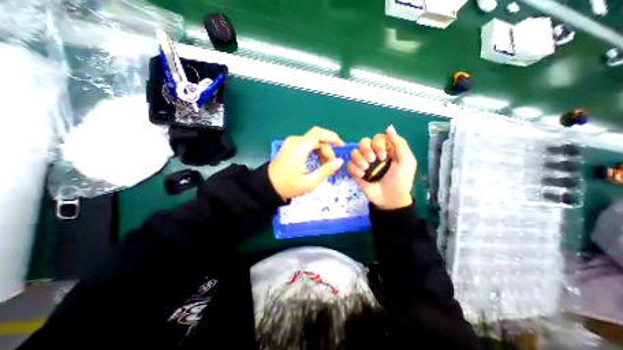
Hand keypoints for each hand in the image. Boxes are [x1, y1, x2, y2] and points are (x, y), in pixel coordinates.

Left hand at [267, 127, 345, 199]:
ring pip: (313, 141)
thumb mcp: (309, 182)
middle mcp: (295, 141)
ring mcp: (292, 142)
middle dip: (328, 149)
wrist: (268, 186)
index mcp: (299, 148)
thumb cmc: (288, 186)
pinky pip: (307, 144)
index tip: (341, 146)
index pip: (319, 134)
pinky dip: (315, 151)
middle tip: (331, 164)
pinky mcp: (291, 146)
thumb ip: (326, 171)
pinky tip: (317, 161)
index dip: (332, 137)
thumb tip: (340, 161)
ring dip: (322, 150)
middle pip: (317, 138)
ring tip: (325, 165)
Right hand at [348, 125, 414, 208]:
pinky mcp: (356, 172)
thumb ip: (399, 144)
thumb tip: (389, 127)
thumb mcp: (406, 161)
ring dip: (359, 160)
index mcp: (385, 150)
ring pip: (354, 152)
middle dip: (366, 150)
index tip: (383, 156)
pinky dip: (354, 169)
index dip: (378, 144)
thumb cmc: (400, 180)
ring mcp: (363, 163)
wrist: (390, 199)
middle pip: (363, 142)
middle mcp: (373, 154)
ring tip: (365, 169)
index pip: (376, 138)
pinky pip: (349, 165)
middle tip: (372, 160)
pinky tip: (361, 176)